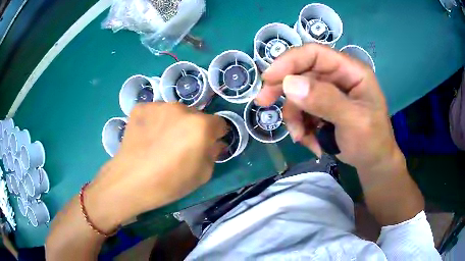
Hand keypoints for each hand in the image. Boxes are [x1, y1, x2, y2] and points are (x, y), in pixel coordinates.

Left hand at [86, 103, 226, 231]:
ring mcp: (158, 105)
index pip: (219, 123)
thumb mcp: (202, 175)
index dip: (215, 135)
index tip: (207, 145)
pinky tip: (147, 137)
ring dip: (174, 123)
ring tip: (160, 142)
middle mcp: (181, 108)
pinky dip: (155, 121)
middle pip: (196, 116)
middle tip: (181, 146)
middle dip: (194, 128)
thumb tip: (214, 143)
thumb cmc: (170, 183)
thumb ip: (213, 154)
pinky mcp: (141, 108)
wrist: (131, 181)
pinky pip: (155, 112)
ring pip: (174, 112)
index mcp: (200, 125)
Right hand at [256, 43, 401, 171]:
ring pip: (298, 95)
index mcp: (351, 71)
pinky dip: (301, 127)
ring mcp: (329, 93)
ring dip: (295, 118)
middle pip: (301, 72)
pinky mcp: (322, 108)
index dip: (290, 61)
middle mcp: (338, 77)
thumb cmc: (372, 142)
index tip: (268, 78)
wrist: (374, 164)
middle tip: (263, 103)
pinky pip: (301, 112)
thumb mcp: (354, 122)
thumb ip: (325, 101)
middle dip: (283, 90)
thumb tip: (289, 84)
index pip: (315, 54)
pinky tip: (311, 142)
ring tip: (302, 138)